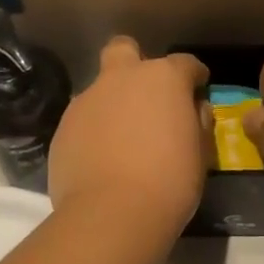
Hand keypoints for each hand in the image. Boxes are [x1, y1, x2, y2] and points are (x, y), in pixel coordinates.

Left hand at [47, 37, 209, 238]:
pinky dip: (93, 130)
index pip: (184, 63)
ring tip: (120, 138)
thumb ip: (198, 123)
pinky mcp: (64, 125)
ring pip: (100, 87)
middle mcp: (122, 78)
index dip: (193, 75)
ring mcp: (88, 99)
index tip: (198, 88)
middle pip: (124, 48)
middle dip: (135, 61)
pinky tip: (100, 158)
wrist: (111, 215)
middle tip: (145, 94)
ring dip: (112, 102)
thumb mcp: (200, 154)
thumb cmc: (169, 182)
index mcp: (163, 79)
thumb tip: (194, 109)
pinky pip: (83, 119)